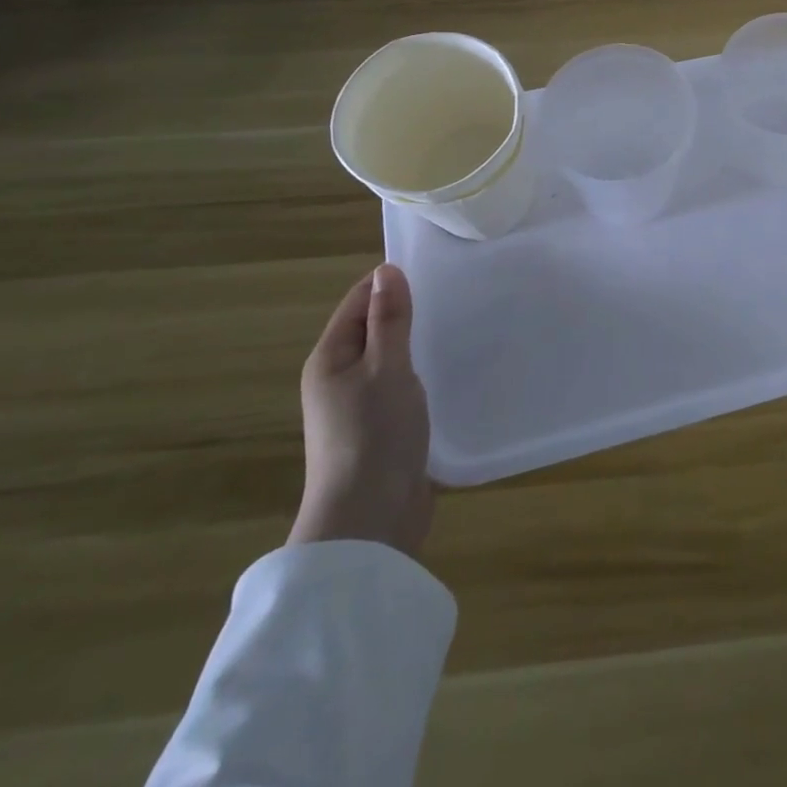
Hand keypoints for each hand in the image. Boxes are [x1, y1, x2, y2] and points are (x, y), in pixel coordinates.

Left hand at [288, 263, 435, 558]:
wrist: (369, 518)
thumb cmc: (374, 433)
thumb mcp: (386, 367)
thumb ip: (389, 319)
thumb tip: (387, 270)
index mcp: (329, 359)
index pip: (358, 302)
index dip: (389, 282)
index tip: (434, 268)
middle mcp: (337, 379)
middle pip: (371, 329)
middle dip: (406, 311)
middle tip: (454, 294)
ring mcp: (357, 407)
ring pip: (388, 358)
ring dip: (415, 343)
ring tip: (457, 326)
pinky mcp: (380, 429)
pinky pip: (400, 385)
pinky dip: (420, 372)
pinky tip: (448, 370)